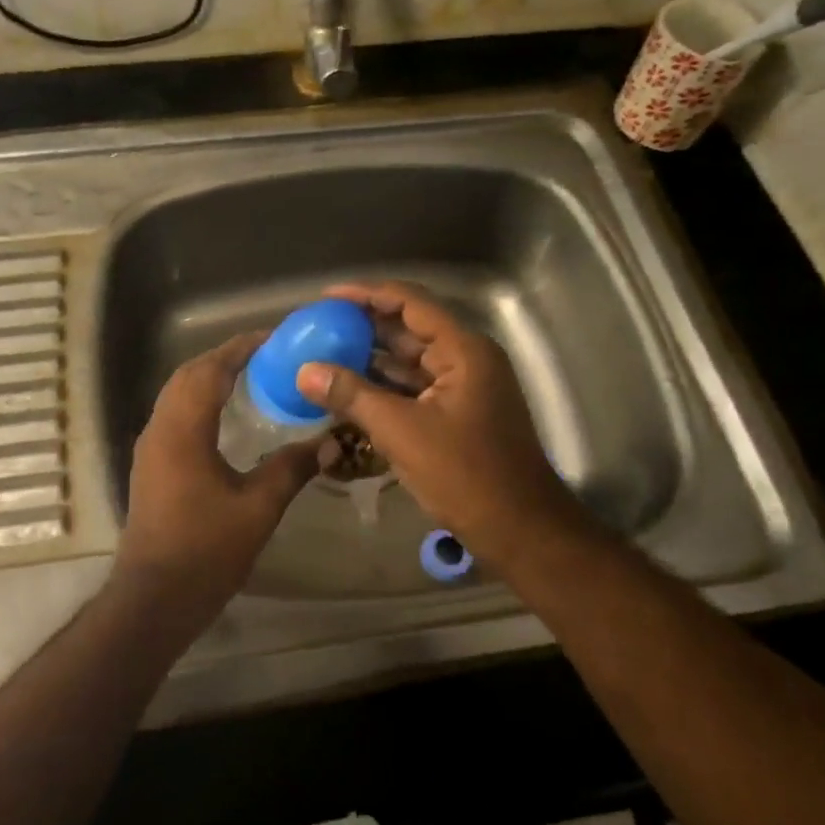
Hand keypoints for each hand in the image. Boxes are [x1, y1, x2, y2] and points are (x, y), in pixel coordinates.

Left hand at [118, 332, 326, 624]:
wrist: (154, 599)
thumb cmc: (205, 551)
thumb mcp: (258, 508)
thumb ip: (292, 469)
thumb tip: (329, 442)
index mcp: (183, 431)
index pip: (209, 370)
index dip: (240, 349)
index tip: (273, 338)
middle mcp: (159, 430)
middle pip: (188, 375)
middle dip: (224, 358)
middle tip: (265, 356)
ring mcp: (150, 448)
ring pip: (177, 395)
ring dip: (209, 378)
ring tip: (250, 378)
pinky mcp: (150, 466)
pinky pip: (174, 415)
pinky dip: (199, 401)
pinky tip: (226, 418)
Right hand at [295, 280, 587, 568]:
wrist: (519, 529)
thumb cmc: (465, 475)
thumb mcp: (401, 432)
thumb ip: (352, 396)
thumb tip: (305, 371)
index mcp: (463, 350)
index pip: (410, 302)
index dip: (366, 294)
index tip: (327, 299)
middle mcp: (466, 359)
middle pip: (409, 329)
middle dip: (364, 327)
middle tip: (318, 327)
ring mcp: (463, 387)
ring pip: (409, 361)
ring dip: (370, 358)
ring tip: (324, 354)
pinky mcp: (457, 413)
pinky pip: (414, 388)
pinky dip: (383, 387)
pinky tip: (348, 390)